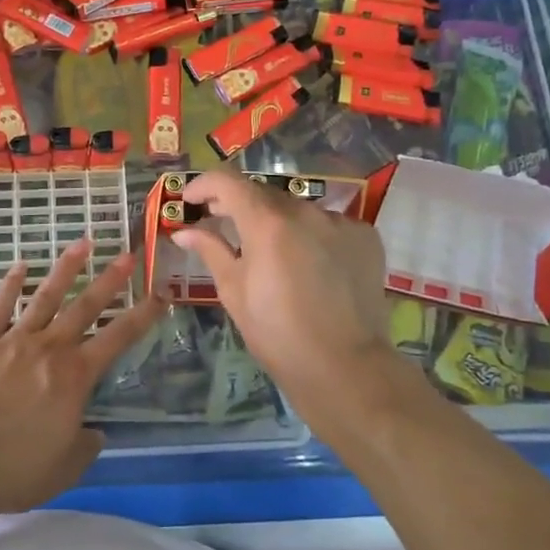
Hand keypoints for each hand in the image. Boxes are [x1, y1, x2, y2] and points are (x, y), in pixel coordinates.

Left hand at [0, 237, 164, 513]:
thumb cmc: (16, 467)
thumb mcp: (64, 468)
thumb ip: (84, 447)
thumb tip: (93, 433)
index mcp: (76, 376)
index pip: (119, 338)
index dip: (143, 315)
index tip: (160, 294)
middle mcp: (50, 348)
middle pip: (85, 306)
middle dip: (109, 280)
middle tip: (127, 254)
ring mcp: (13, 340)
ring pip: (45, 297)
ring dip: (65, 269)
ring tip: (81, 243)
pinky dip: (9, 285)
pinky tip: (19, 266)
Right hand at [174, 171, 428, 441]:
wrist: (345, 368)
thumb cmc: (278, 335)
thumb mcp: (234, 292)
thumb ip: (211, 250)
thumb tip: (184, 232)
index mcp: (267, 223)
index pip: (228, 182)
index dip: (204, 185)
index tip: (192, 200)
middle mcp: (305, 211)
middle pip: (263, 194)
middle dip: (239, 205)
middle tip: (222, 224)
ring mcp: (340, 221)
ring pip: (298, 209)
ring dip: (278, 221)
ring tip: (272, 252)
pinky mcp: (365, 236)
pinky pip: (329, 224)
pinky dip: (312, 235)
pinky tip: (310, 265)